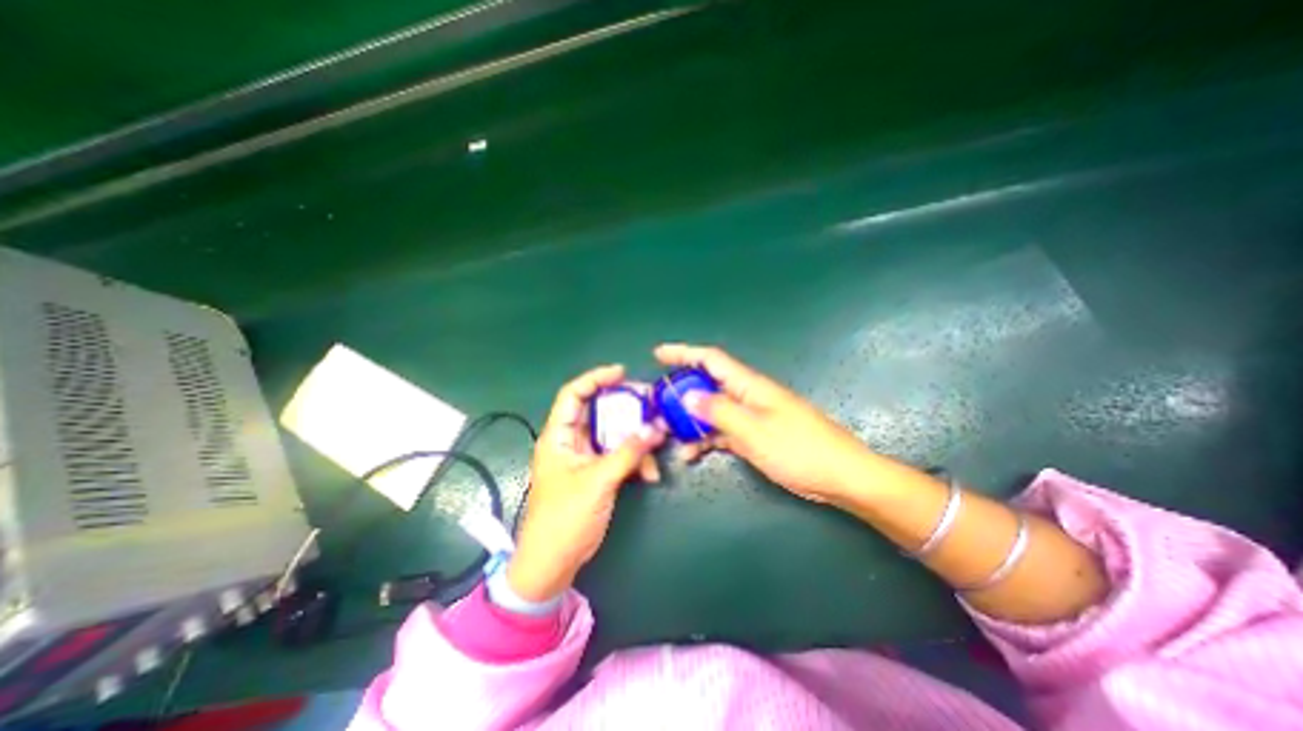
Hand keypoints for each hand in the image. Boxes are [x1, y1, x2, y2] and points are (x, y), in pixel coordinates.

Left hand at [504, 364, 657, 597]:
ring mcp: (585, 458)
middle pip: (598, 412)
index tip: (622, 373)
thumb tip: (655, 428)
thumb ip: (627, 452)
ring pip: (613, 435)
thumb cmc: (565, 518)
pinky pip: (618, 455)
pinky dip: (634, 460)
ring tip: (656, 444)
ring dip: (635, 439)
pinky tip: (649, 473)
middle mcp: (571, 442)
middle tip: (650, 405)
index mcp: (559, 437)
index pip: (573, 395)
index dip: (595, 378)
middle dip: (625, 409)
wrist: (553, 563)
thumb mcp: (598, 481)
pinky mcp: (596, 473)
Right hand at [653, 340, 874, 503]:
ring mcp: (752, 416)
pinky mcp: (756, 435)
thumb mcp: (754, 432)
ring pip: (713, 410)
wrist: (841, 476)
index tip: (658, 354)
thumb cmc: (800, 450)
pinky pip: (724, 431)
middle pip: (708, 384)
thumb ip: (719, 411)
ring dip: (691, 421)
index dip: (683, 353)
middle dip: (681, 392)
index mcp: (749, 386)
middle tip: (658, 406)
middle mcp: (748, 396)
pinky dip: (707, 439)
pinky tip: (692, 454)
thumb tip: (687, 394)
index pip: (711, 359)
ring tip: (670, 436)